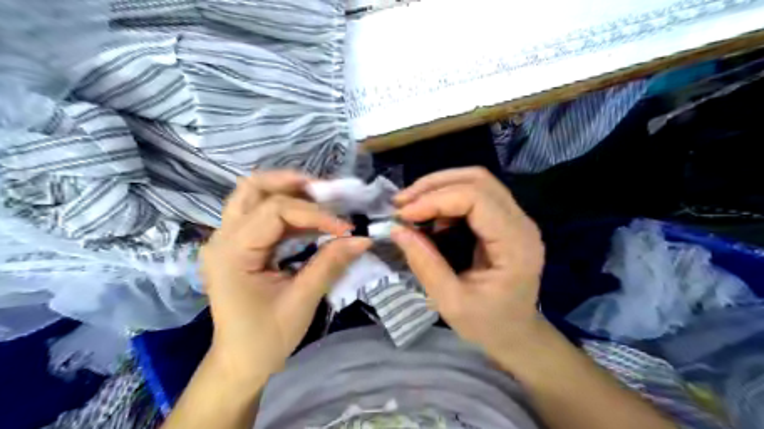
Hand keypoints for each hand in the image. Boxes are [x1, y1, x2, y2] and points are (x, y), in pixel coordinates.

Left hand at [200, 170, 373, 384]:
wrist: (240, 363)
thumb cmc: (266, 338)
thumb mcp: (302, 300)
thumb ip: (330, 263)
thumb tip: (363, 239)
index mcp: (232, 252)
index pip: (275, 210)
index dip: (315, 214)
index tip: (345, 228)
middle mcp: (222, 238)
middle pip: (252, 188)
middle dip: (292, 183)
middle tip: (326, 191)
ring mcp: (228, 240)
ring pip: (255, 196)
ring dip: (290, 193)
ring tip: (323, 203)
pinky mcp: (239, 246)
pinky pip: (262, 215)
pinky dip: (289, 211)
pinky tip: (311, 221)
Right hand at [390, 168, 546, 358]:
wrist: (517, 334)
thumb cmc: (488, 325)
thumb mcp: (451, 303)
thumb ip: (425, 264)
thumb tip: (397, 230)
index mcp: (516, 245)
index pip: (476, 199)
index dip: (435, 200)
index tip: (403, 215)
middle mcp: (522, 223)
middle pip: (478, 180)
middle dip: (434, 185)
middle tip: (401, 203)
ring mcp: (516, 219)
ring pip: (477, 181)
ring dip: (438, 188)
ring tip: (410, 206)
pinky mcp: (505, 221)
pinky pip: (475, 195)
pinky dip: (446, 198)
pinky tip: (428, 215)